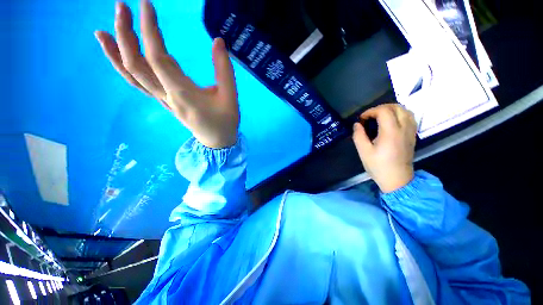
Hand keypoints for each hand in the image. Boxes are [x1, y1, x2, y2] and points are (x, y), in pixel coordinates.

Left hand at [94, 0, 239, 148]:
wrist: (217, 141)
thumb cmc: (225, 121)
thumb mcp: (230, 97)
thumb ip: (224, 70)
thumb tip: (217, 41)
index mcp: (183, 93)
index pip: (157, 57)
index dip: (149, 29)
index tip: (146, 3)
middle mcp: (166, 95)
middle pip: (135, 64)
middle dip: (125, 33)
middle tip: (121, 6)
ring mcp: (161, 99)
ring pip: (131, 75)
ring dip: (115, 51)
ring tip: (101, 30)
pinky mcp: (163, 101)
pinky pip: (138, 83)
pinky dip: (123, 67)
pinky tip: (117, 54)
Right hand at [352, 104, 416, 192]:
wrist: (397, 180)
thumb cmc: (378, 166)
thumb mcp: (364, 152)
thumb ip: (358, 136)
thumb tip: (357, 124)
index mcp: (391, 132)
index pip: (383, 111)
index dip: (370, 111)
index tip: (362, 119)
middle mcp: (403, 128)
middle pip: (396, 107)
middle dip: (381, 108)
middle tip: (370, 116)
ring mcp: (410, 132)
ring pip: (405, 110)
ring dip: (391, 109)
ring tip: (380, 117)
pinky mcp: (412, 136)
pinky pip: (410, 117)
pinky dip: (400, 114)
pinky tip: (391, 122)